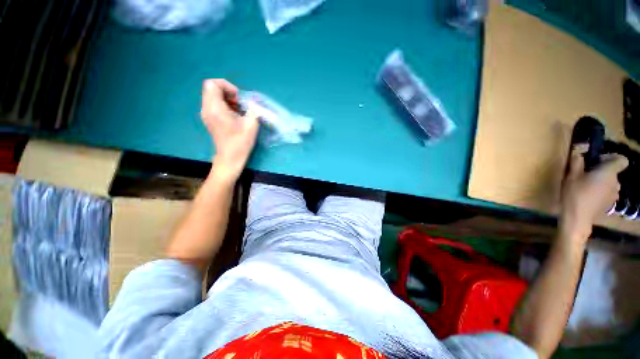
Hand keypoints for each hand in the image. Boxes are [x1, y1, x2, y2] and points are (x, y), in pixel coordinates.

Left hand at [201, 79, 258, 181]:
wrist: (230, 158)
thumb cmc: (241, 142)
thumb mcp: (251, 124)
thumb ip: (253, 109)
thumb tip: (254, 101)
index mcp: (215, 108)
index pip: (212, 84)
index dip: (227, 86)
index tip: (238, 97)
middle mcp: (207, 109)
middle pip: (212, 89)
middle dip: (228, 92)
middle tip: (240, 104)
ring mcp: (206, 114)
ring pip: (213, 96)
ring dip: (227, 99)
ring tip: (239, 110)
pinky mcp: (209, 119)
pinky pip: (214, 105)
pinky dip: (225, 105)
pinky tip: (235, 116)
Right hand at [559, 144, 627, 244]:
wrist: (578, 218)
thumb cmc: (575, 194)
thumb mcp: (571, 175)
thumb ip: (577, 162)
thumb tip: (579, 152)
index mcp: (609, 173)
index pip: (621, 160)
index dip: (612, 158)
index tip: (598, 161)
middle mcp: (616, 182)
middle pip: (613, 172)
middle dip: (602, 171)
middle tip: (585, 175)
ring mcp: (614, 195)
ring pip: (610, 183)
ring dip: (601, 182)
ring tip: (586, 187)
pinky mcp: (609, 204)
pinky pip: (607, 193)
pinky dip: (600, 192)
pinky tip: (588, 197)